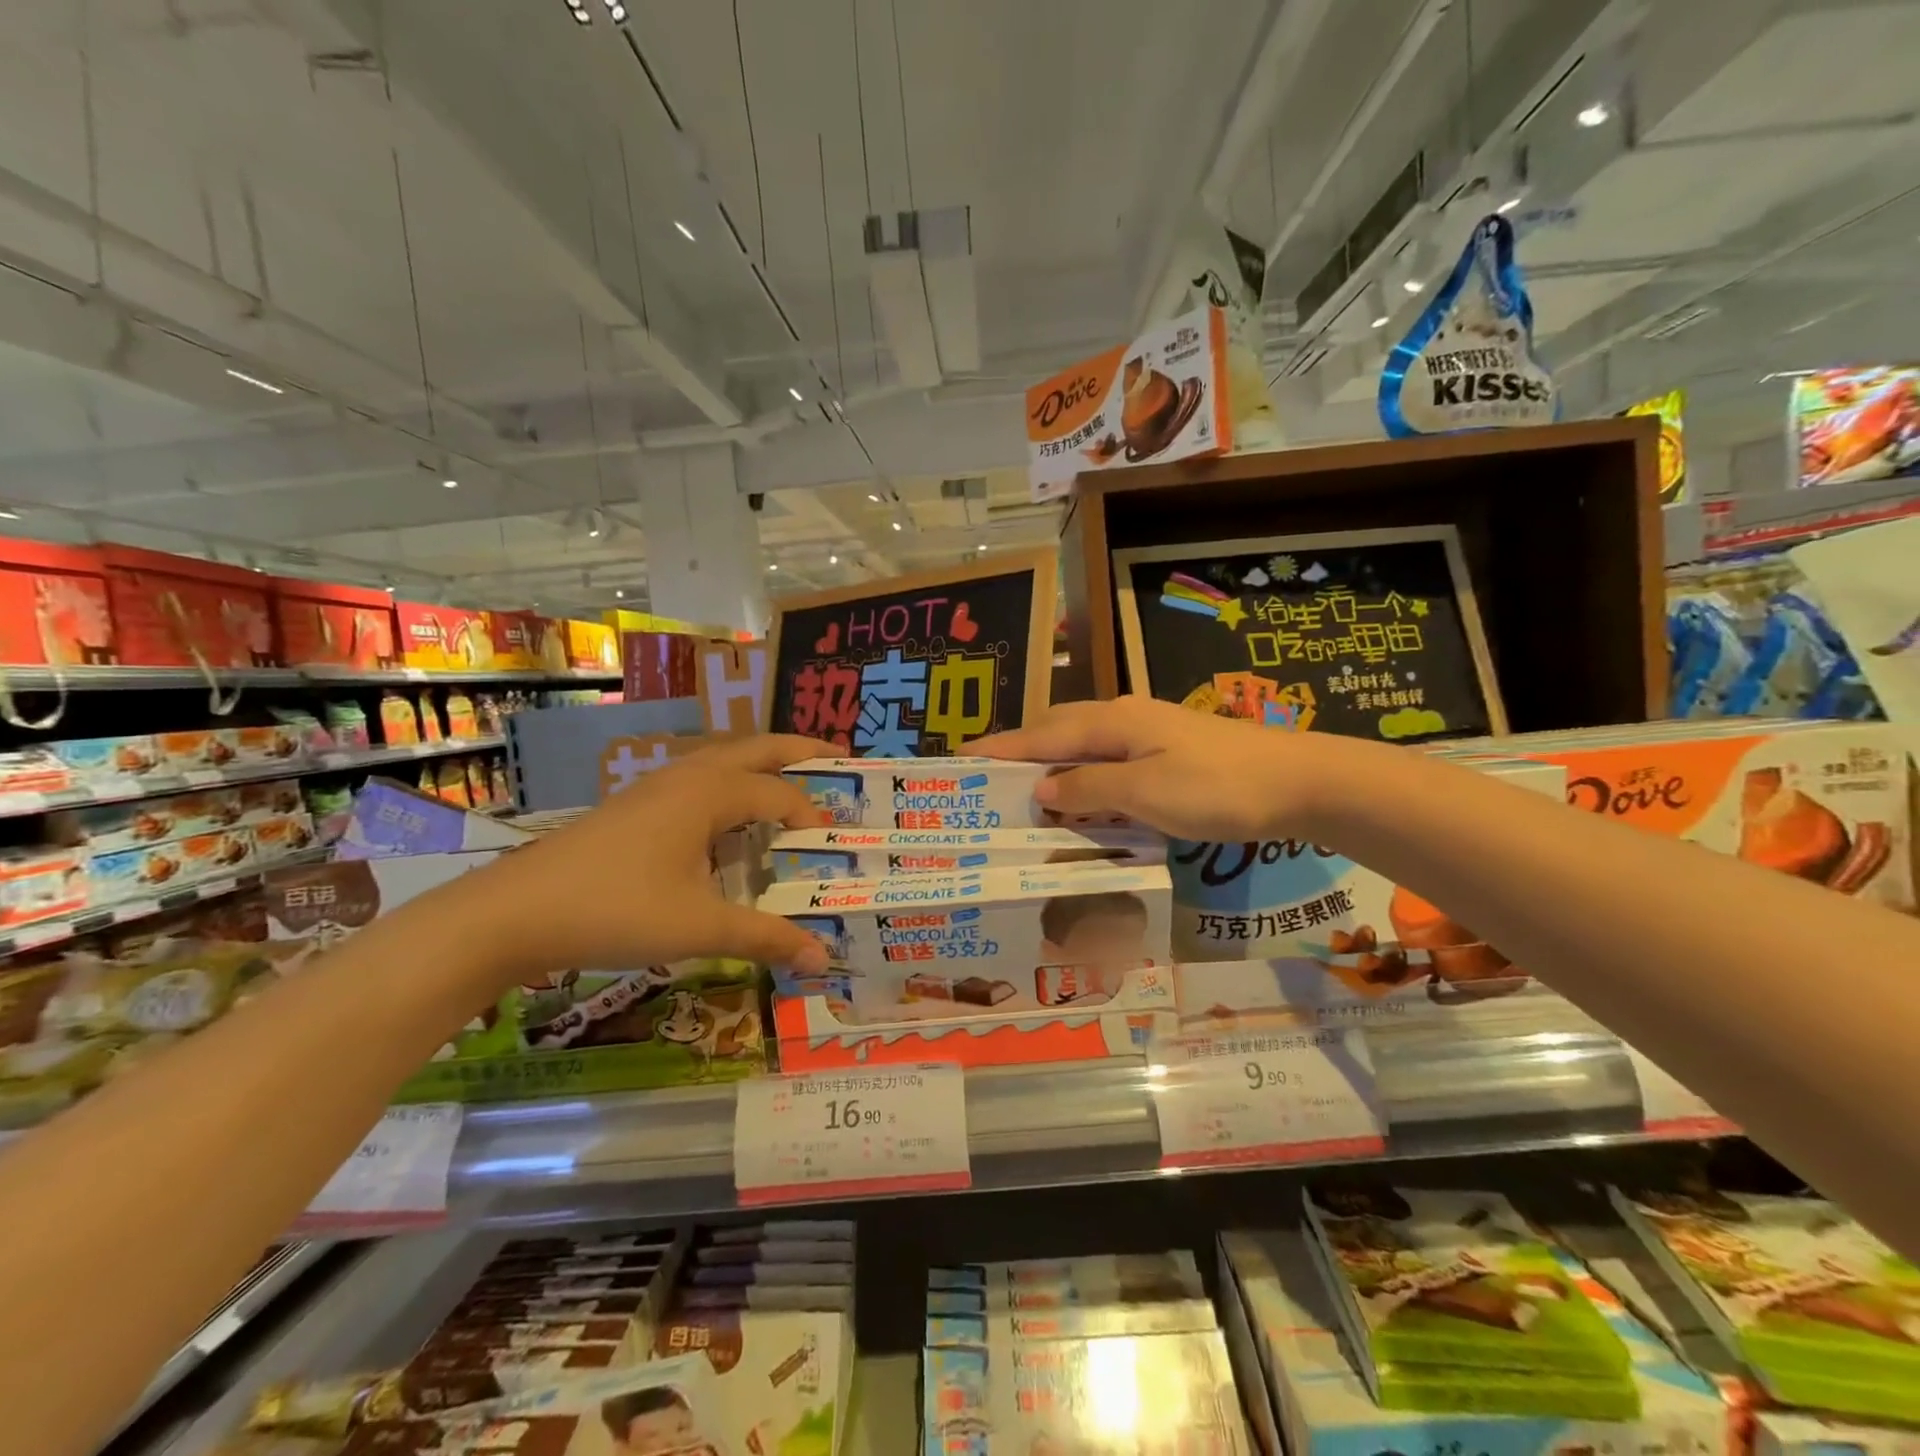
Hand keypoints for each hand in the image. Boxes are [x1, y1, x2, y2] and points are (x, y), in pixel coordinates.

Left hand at [445, 734, 833, 984]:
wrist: (513, 913)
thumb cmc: (616, 910)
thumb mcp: (700, 928)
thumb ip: (766, 937)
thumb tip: (822, 958)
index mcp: (709, 793)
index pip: (779, 795)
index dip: (812, 816)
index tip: (833, 848)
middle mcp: (687, 777)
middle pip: (756, 749)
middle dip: (799, 751)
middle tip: (839, 757)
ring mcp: (655, 788)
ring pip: (721, 761)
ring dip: (760, 764)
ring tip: (788, 781)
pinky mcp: (633, 807)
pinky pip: (697, 782)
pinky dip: (728, 786)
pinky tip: (724, 821)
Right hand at [973, 696, 1336, 840]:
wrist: (1300, 781)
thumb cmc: (1218, 787)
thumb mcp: (1146, 792)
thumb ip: (1090, 788)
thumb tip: (1042, 787)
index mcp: (1112, 722)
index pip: (1040, 735)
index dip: (999, 747)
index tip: (959, 758)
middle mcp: (1123, 719)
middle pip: (1057, 731)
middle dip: (1020, 753)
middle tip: (986, 781)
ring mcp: (1148, 733)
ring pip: (1082, 745)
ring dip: (1051, 765)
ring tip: (1024, 793)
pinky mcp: (1166, 752)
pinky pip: (1107, 761)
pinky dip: (1083, 777)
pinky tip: (1081, 800)